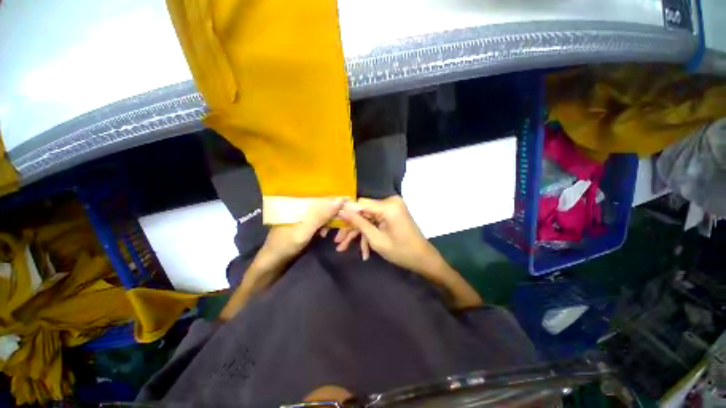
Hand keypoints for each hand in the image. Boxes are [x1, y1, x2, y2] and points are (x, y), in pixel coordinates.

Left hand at [261, 198, 344, 263]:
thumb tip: (341, 199)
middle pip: (325, 202)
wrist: (272, 263)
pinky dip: (326, 226)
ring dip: (332, 220)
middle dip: (336, 210)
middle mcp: (303, 205)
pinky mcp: (307, 224)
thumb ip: (322, 215)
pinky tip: (325, 234)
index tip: (350, 202)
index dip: (336, 195)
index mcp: (299, 201)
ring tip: (336, 231)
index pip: (321, 192)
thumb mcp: (305, 230)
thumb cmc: (285, 244)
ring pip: (324, 212)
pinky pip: (321, 220)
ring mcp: (305, 215)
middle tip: (346, 220)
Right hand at [338, 196, 441, 274]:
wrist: (422, 259)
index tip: (333, 224)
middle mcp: (389, 202)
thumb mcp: (376, 240)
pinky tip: (364, 252)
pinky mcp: (391, 214)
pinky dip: (369, 234)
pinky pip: (375, 221)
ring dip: (358, 233)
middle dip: (350, 228)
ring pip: (367, 218)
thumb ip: (358, 223)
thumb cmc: (401, 252)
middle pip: (362, 212)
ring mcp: (391, 208)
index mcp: (388, 206)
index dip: (346, 213)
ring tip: (343, 248)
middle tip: (338, 242)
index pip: (359, 203)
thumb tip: (341, 210)